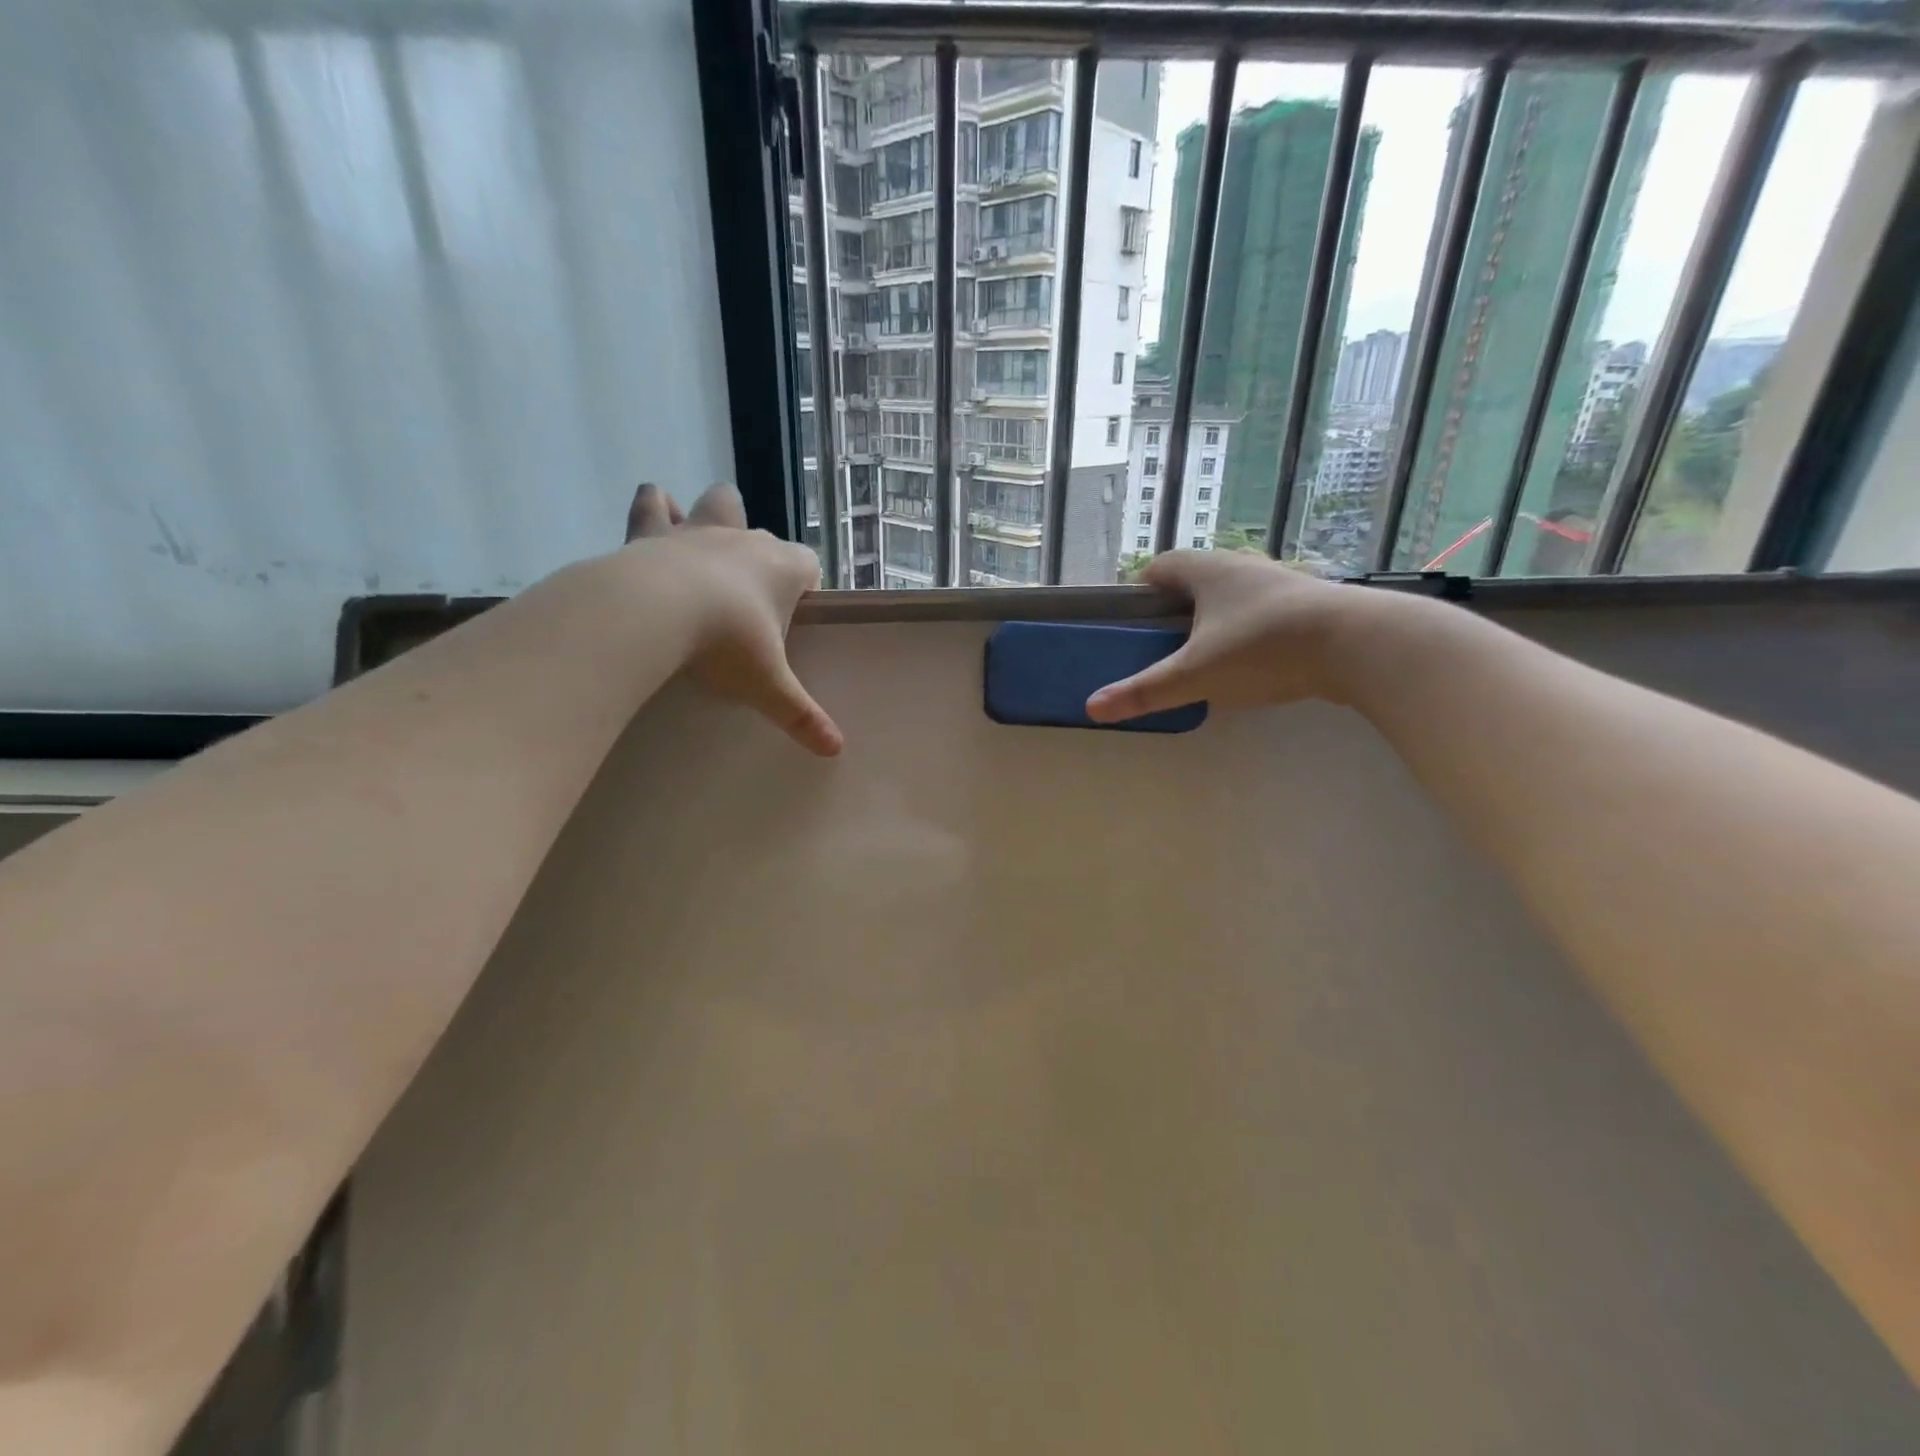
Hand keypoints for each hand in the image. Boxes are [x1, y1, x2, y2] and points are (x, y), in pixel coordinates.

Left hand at [623, 482, 843, 756]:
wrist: (654, 611)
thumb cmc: (726, 644)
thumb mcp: (768, 686)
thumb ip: (801, 715)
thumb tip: (836, 749)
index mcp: (782, 569)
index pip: (809, 565)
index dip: (805, 584)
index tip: (796, 611)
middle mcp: (745, 541)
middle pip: (763, 529)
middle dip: (760, 548)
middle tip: (747, 588)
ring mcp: (698, 531)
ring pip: (717, 503)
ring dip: (712, 515)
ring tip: (702, 538)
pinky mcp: (651, 532)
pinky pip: (653, 505)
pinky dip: (656, 508)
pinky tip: (655, 516)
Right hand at [1086, 550, 1361, 721]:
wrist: (1360, 645)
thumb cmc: (1263, 648)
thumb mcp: (1196, 675)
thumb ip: (1145, 691)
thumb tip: (1091, 707)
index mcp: (1208, 570)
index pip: (1160, 566)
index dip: (1140, 590)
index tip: (1132, 620)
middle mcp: (1242, 565)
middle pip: (1196, 578)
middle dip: (1176, 608)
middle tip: (1163, 644)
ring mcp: (1280, 581)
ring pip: (1233, 594)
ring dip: (1215, 618)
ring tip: (1206, 657)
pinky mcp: (1309, 603)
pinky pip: (1263, 610)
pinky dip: (1248, 630)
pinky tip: (1253, 662)